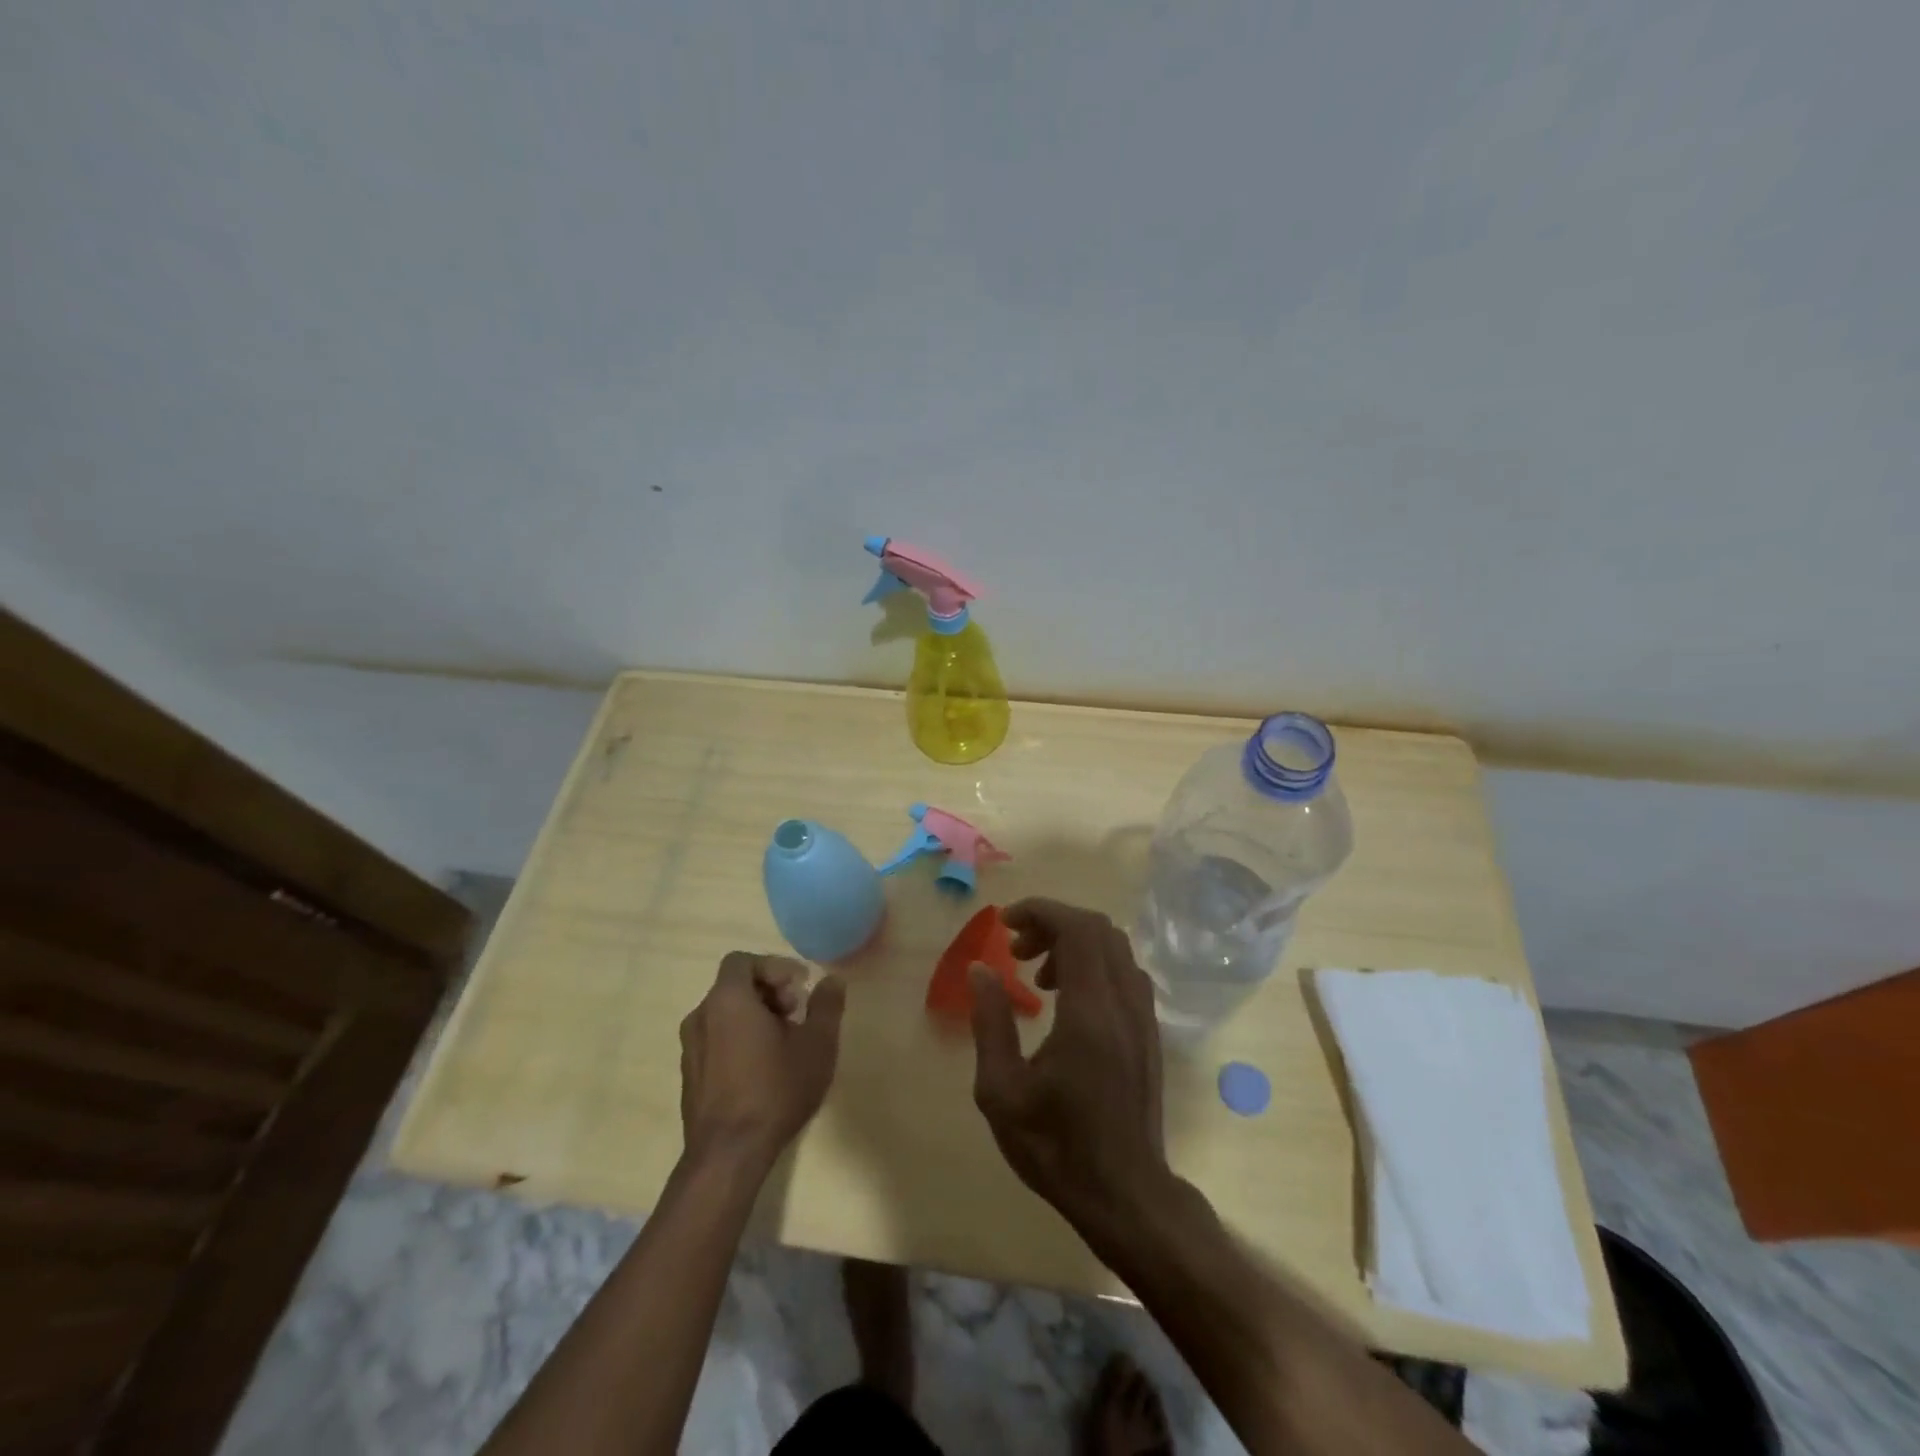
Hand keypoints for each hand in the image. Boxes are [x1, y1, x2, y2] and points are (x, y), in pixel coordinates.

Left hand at [679, 953, 845, 1170]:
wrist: (728, 1155)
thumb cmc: (775, 1090)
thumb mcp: (817, 1044)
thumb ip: (826, 1005)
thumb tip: (832, 981)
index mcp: (728, 999)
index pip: (743, 961)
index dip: (774, 967)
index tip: (799, 989)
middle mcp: (701, 1015)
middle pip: (735, 986)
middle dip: (769, 992)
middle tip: (797, 1014)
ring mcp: (690, 1047)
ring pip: (725, 1014)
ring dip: (755, 1016)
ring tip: (783, 1043)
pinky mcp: (689, 1074)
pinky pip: (715, 1039)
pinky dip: (738, 1039)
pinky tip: (762, 1068)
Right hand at [969, 899, 1169, 1230]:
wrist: (1126, 1194)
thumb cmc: (1056, 1146)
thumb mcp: (1002, 1092)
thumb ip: (990, 1022)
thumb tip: (981, 968)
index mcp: (1090, 1012)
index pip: (1077, 928)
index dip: (1040, 911)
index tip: (1005, 922)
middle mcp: (1124, 1002)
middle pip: (1098, 928)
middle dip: (1053, 923)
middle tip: (1017, 949)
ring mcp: (1143, 1015)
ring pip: (1114, 948)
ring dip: (1074, 943)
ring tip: (1037, 976)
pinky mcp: (1149, 1031)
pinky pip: (1124, 972)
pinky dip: (1093, 964)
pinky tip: (1067, 1000)